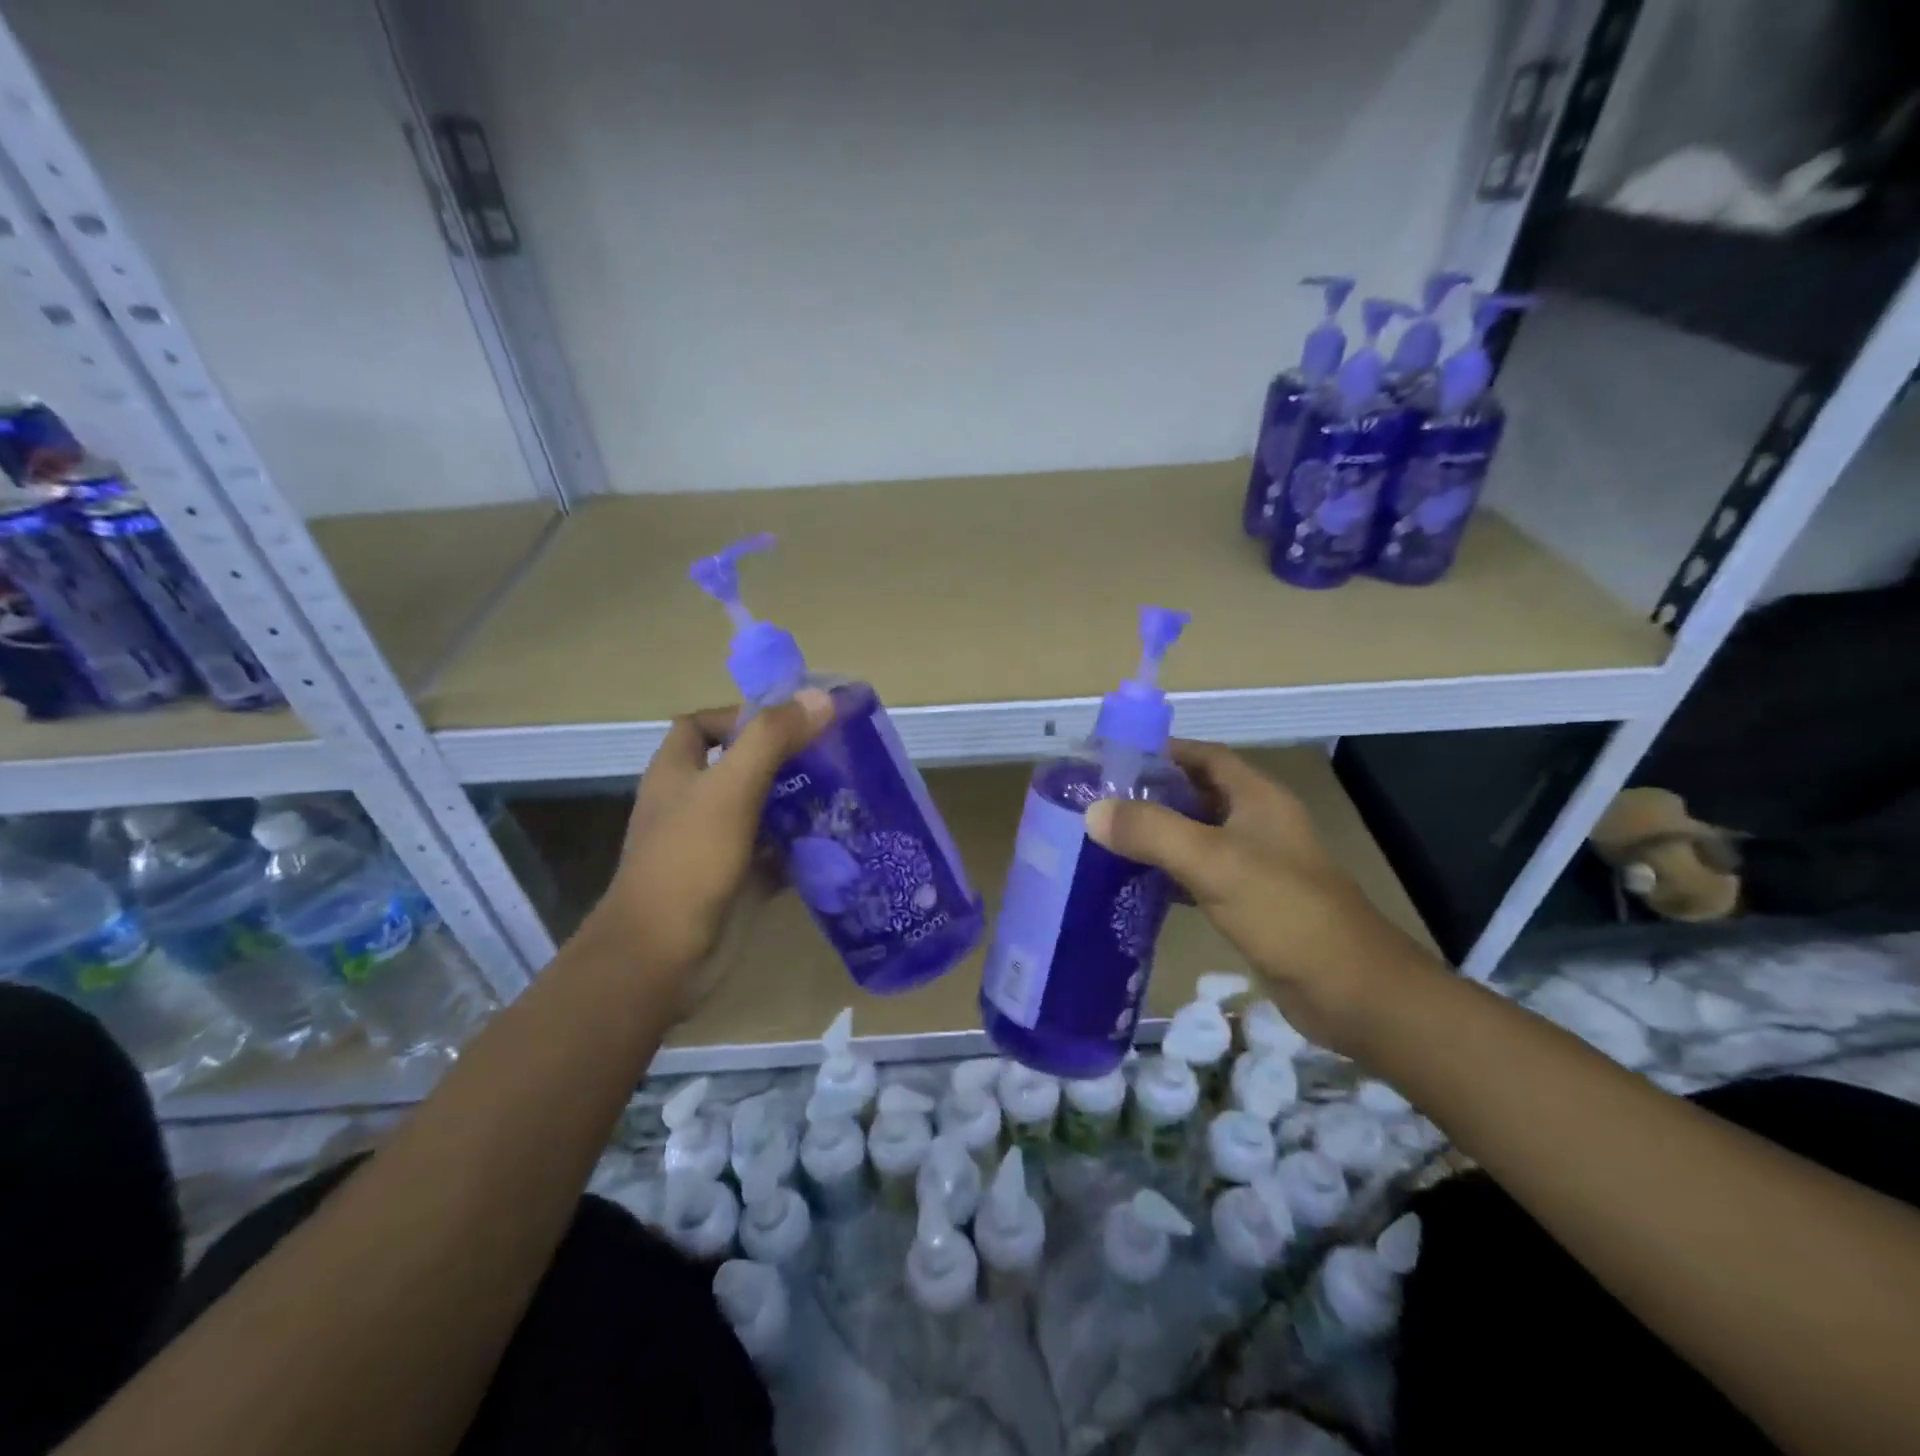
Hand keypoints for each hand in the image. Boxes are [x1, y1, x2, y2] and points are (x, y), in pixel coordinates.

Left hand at [588, 689, 833, 1006]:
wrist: (662, 957)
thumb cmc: (689, 862)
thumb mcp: (730, 789)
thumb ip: (773, 738)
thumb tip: (821, 698)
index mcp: (678, 773)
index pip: (702, 726)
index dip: (740, 716)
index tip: (790, 721)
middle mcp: (694, 804)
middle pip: (741, 767)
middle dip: (786, 760)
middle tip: (834, 756)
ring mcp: (716, 845)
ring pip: (762, 811)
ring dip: (800, 802)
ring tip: (847, 793)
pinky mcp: (738, 882)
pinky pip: (776, 854)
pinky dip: (803, 847)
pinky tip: (839, 842)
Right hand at [1085, 739, 1442, 1051]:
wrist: (1351, 990)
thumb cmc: (1284, 911)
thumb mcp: (1213, 862)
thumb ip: (1153, 831)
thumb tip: (1093, 811)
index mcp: (1257, 798)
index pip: (1204, 755)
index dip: (1161, 751)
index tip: (1111, 760)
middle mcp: (1257, 823)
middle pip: (1196, 794)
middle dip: (1150, 795)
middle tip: (1097, 803)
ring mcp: (1254, 865)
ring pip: (1195, 837)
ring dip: (1156, 836)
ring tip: (1105, 840)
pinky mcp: (1249, 903)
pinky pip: (1199, 876)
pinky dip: (1168, 875)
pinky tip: (1134, 885)